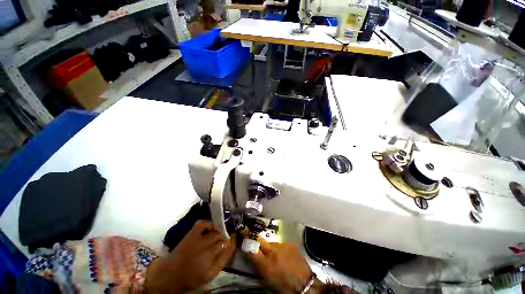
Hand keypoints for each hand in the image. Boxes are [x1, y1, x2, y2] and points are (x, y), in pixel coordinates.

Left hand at [145, 220, 235, 292]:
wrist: (170, 275)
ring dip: (220, 230)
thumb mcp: (211, 273)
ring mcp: (198, 238)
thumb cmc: (192, 277)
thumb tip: (231, 245)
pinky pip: (202, 224)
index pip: (228, 244)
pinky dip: (208, 224)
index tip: (234, 240)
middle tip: (226, 239)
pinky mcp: (191, 234)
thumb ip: (223, 259)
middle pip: (222, 236)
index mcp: (212, 258)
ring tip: (220, 233)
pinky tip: (211, 227)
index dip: (232, 241)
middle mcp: (206, 246)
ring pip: (215, 230)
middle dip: (226, 236)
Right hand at [245, 239, 313, 293]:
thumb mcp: (267, 279)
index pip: (251, 250)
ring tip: (276, 256)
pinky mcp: (290, 243)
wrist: (304, 284)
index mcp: (266, 265)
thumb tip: (253, 256)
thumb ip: (258, 266)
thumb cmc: (284, 286)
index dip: (247, 244)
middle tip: (256, 242)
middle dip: (257, 241)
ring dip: (271, 248)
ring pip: (271, 243)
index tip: (244, 238)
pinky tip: (284, 255)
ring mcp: (282, 245)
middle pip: (261, 241)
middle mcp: (273, 252)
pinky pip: (281, 243)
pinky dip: (280, 248)